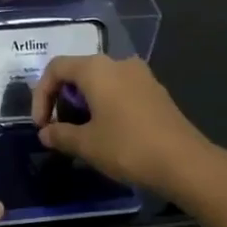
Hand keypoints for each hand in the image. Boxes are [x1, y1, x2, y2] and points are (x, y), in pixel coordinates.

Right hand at [31, 54, 223, 195]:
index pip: (56, 69)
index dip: (41, 95)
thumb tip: (46, 133)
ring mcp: (141, 76)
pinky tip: (108, 133)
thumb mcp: (86, 144)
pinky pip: (120, 91)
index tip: (41, 125)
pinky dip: (106, 106)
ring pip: (101, 83)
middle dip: (63, 100)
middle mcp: (118, 63)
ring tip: (81, 134)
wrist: (185, 162)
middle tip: (59, 129)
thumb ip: (60, 134)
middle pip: (78, 73)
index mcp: (96, 69)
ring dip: (85, 104)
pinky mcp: (155, 92)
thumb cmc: (127, 147)